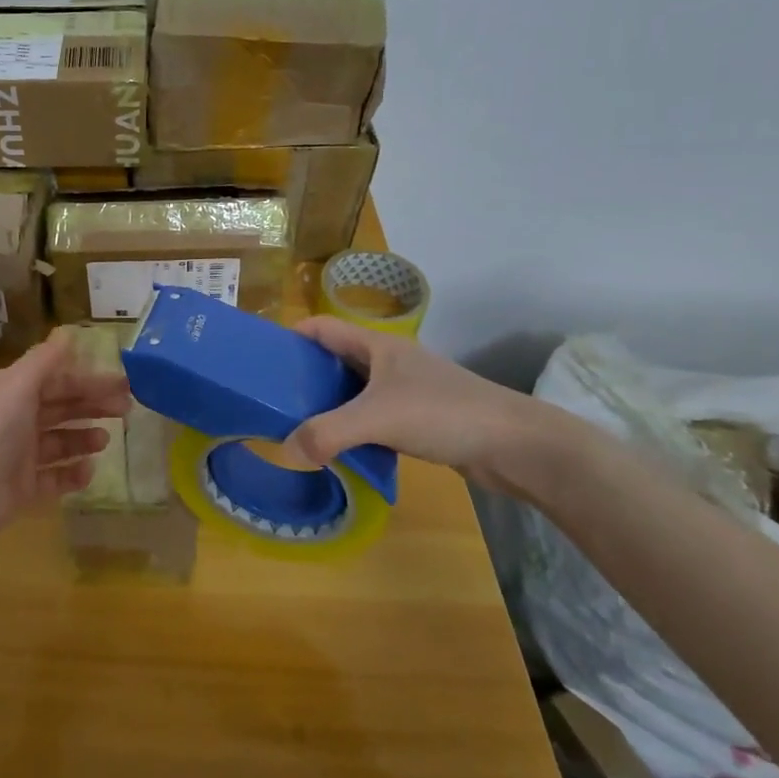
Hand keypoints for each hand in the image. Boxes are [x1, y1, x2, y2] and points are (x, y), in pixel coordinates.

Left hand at [0, 331, 133, 545]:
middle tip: (127, 410)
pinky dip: (73, 473)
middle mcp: (15, 419)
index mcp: (12, 391)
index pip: (56, 380)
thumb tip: (67, 330)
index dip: (88, 380)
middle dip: (93, 406)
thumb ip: (45, 359)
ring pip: (59, 441)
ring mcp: (19, 455)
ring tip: (105, 440)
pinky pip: (55, 477)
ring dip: (84, 438)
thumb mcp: (18, 384)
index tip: (123, 383)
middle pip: (61, 408)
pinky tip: (89, 470)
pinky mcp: (24, 487)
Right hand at [280, 317, 589, 500]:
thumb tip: (284, 449)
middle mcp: (388, 362)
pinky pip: (371, 417)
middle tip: (270, 398)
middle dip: (302, 375)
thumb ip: (327, 433)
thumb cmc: (444, 413)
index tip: (261, 358)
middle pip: (333, 359)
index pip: (321, 327)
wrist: (517, 446)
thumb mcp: (377, 419)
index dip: (290, 336)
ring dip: (326, 405)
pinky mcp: (418, 419)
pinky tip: (336, 448)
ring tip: (294, 425)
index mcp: (376, 345)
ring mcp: (405, 391)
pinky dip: (351, 428)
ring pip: (352, 391)